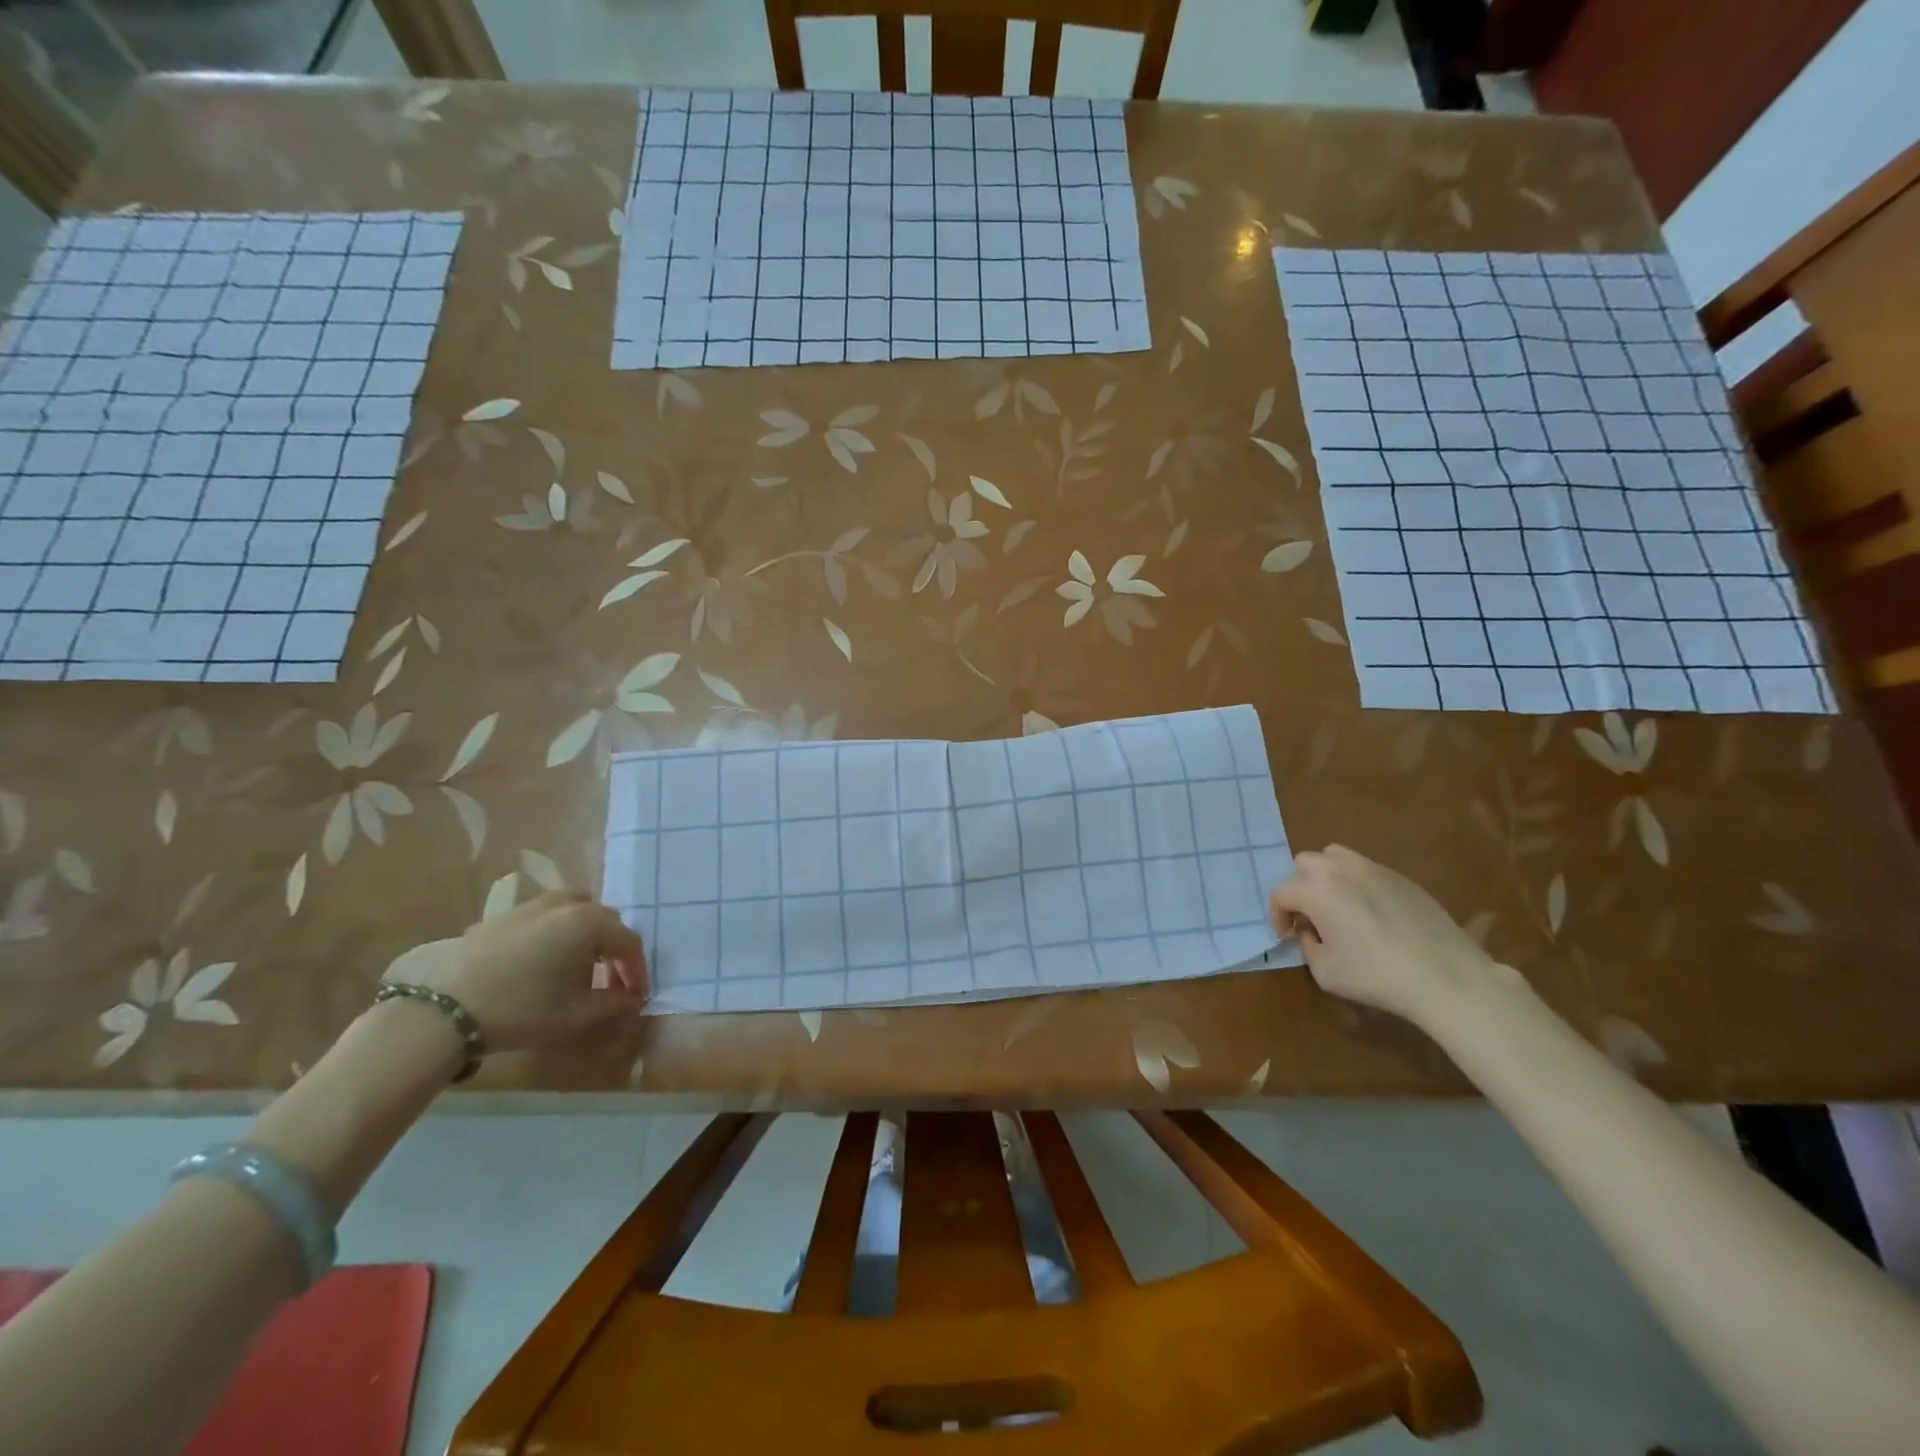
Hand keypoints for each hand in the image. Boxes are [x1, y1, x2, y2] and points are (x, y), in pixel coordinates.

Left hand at [382, 890, 646, 1052]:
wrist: (443, 1011)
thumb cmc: (522, 1009)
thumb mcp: (576, 1015)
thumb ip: (614, 1004)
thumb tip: (633, 999)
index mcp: (589, 923)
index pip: (628, 942)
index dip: (637, 970)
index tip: (636, 995)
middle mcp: (565, 904)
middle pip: (604, 919)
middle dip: (613, 949)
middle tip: (610, 980)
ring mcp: (530, 906)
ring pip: (573, 909)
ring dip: (584, 933)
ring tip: (577, 963)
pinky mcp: (500, 916)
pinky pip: (542, 916)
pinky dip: (553, 931)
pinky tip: (540, 962)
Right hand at [1270, 845, 1498, 1024]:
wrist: (1446, 977)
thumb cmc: (1377, 976)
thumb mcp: (1325, 972)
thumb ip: (1307, 945)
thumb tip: (1311, 931)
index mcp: (1317, 891)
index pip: (1281, 894)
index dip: (1277, 916)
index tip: (1286, 937)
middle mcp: (1341, 869)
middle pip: (1303, 863)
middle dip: (1299, 888)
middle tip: (1309, 917)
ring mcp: (1373, 869)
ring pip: (1334, 856)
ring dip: (1325, 876)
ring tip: (1336, 904)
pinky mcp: (1400, 877)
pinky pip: (1365, 868)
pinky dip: (1356, 882)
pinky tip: (1371, 912)